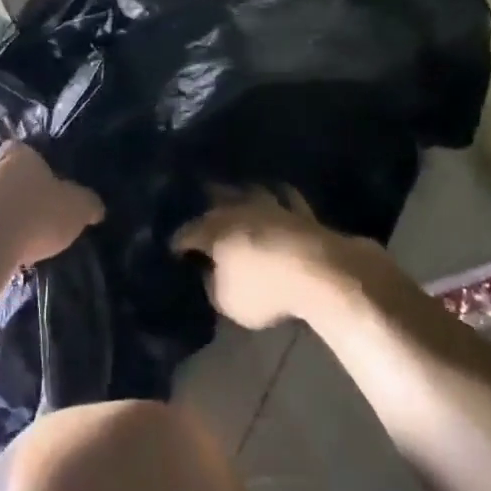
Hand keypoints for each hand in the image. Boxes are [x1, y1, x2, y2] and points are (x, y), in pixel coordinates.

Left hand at [0, 141, 103, 269]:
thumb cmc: (34, 213)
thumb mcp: (76, 208)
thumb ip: (87, 204)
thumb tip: (95, 207)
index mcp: (18, 154)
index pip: (23, 150)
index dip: (33, 164)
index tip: (43, 182)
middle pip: (3, 174)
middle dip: (14, 191)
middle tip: (32, 214)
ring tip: (15, 240)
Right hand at [171, 187, 366, 329]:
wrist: (317, 271)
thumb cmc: (264, 289)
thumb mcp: (227, 300)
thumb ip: (213, 284)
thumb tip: (210, 272)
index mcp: (213, 229)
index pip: (187, 233)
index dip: (178, 242)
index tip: (173, 249)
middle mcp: (237, 208)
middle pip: (216, 197)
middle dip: (206, 201)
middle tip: (200, 207)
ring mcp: (270, 204)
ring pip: (249, 189)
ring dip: (240, 192)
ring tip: (236, 193)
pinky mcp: (299, 209)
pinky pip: (285, 197)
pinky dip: (278, 195)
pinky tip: (277, 195)